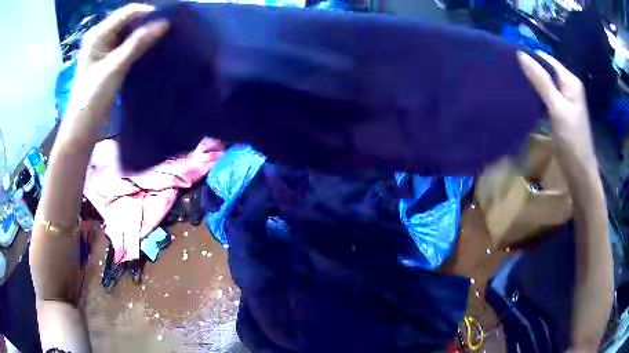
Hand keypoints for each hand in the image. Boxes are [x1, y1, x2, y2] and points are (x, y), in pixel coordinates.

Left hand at [61, 3, 168, 147]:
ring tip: (160, 40)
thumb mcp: (116, 67)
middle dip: (147, 24)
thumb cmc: (93, 96)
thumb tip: (165, 23)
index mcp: (98, 33)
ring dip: (143, 35)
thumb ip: (138, 43)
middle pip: (128, 21)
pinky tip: (148, 51)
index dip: (148, 13)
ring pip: (128, 33)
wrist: (82, 127)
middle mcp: (100, 36)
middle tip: (166, 31)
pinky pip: (125, 45)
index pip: (128, 12)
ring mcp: (103, 48)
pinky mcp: (107, 59)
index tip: (167, 22)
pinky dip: (137, 46)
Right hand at [517, 51, 596, 166]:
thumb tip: (521, 55)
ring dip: (532, 83)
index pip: (547, 59)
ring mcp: (566, 100)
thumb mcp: (557, 108)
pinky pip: (547, 97)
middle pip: (546, 70)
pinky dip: (537, 96)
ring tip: (514, 82)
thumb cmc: (572, 140)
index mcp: (570, 81)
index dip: (530, 57)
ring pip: (546, 84)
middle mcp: (568, 86)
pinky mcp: (562, 112)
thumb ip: (541, 81)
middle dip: (530, 70)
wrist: (580, 173)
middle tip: (510, 71)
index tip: (510, 58)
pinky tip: (526, 98)